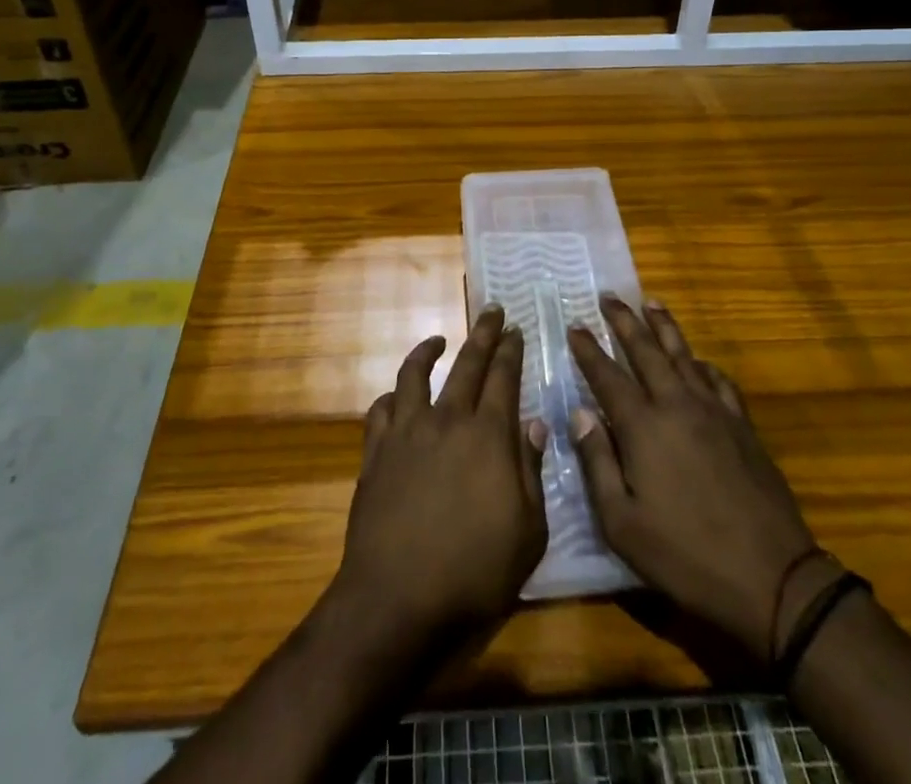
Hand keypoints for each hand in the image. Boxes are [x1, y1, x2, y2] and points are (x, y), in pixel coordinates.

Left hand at [333, 307, 548, 644]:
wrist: (396, 601)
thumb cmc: (474, 573)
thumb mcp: (528, 533)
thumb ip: (531, 471)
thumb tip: (534, 423)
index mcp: (488, 436)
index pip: (503, 378)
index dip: (510, 350)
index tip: (515, 329)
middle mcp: (446, 421)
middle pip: (467, 364)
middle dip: (482, 334)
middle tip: (491, 311)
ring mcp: (406, 433)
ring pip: (415, 375)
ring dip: (428, 351)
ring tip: (438, 339)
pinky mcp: (375, 453)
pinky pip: (380, 410)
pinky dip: (391, 397)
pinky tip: (397, 398)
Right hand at [568, 298, 818, 665]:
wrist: (771, 577)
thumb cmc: (686, 556)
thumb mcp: (623, 524)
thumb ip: (597, 463)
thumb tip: (580, 413)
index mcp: (643, 427)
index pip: (607, 375)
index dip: (588, 349)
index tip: (575, 325)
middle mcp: (676, 405)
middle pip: (646, 350)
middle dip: (624, 320)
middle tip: (609, 296)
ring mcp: (714, 411)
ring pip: (683, 354)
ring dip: (663, 326)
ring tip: (650, 302)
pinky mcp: (742, 425)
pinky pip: (718, 380)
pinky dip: (703, 363)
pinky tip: (698, 360)